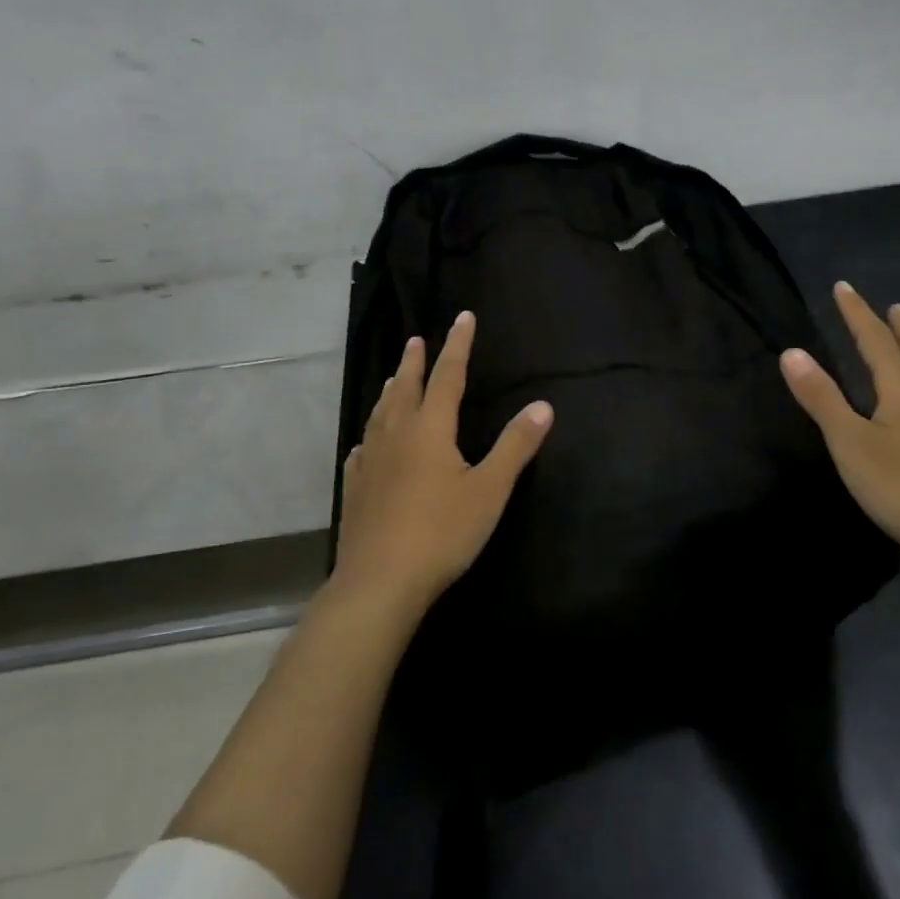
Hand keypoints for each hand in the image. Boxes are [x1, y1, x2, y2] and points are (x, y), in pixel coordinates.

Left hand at [334, 311, 553, 612]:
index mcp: (430, 428)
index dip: (458, 345)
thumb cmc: (441, 532)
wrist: (380, 581)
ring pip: (381, 413)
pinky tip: (368, 441)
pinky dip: (371, 432)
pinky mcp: (356, 486)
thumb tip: (543, 405)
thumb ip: (515, 446)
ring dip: (391, 390)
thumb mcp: (489, 489)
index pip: (448, 375)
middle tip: (416, 339)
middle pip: (407, 387)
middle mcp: (397, 434)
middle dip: (415, 361)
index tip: (462, 317)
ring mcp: (371, 460)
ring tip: (395, 378)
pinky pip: (363, 446)